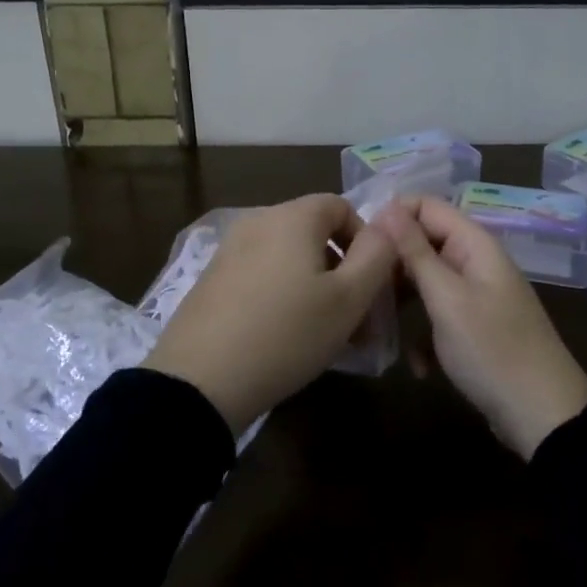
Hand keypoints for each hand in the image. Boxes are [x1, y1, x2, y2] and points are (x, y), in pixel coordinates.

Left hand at [146, 194, 396, 434]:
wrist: (200, 380)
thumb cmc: (287, 334)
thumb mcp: (348, 300)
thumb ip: (377, 256)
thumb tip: (387, 227)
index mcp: (292, 216)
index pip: (341, 206)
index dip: (366, 240)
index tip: (372, 284)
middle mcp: (258, 221)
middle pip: (314, 232)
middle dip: (342, 269)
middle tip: (356, 318)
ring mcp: (229, 249)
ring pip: (288, 257)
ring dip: (315, 286)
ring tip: (325, 334)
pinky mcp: (212, 279)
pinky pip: (261, 274)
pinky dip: (283, 294)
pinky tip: (285, 337)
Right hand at [374, 195, 586, 459]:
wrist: (544, 416)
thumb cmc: (492, 349)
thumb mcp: (447, 299)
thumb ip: (416, 252)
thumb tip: (389, 206)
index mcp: (474, 244)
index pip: (426, 206)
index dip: (392, 217)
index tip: (363, 246)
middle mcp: (474, 261)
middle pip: (422, 243)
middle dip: (392, 265)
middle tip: (363, 291)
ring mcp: (474, 295)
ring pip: (425, 282)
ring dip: (401, 303)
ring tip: (376, 326)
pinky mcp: (472, 327)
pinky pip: (436, 315)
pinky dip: (422, 336)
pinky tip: (418, 366)